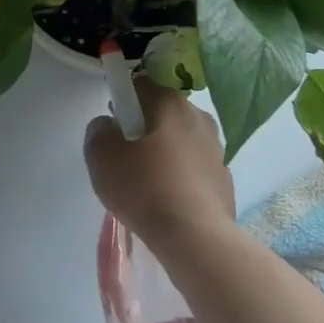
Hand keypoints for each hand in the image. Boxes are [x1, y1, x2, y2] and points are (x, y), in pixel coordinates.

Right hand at [85, 78, 235, 246]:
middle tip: (125, 156)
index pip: (141, 85)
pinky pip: (194, 168)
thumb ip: (98, 131)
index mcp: (169, 103)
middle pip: (163, 112)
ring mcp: (217, 148)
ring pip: (181, 140)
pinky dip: (181, 176)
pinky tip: (168, 201)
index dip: (123, 100)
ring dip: (164, 152)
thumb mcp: (101, 156)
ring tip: (146, 184)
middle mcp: (198, 117)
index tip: (113, 125)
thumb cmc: (144, 187)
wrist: (195, 237)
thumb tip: (108, 125)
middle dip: (144, 127)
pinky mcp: (224, 179)